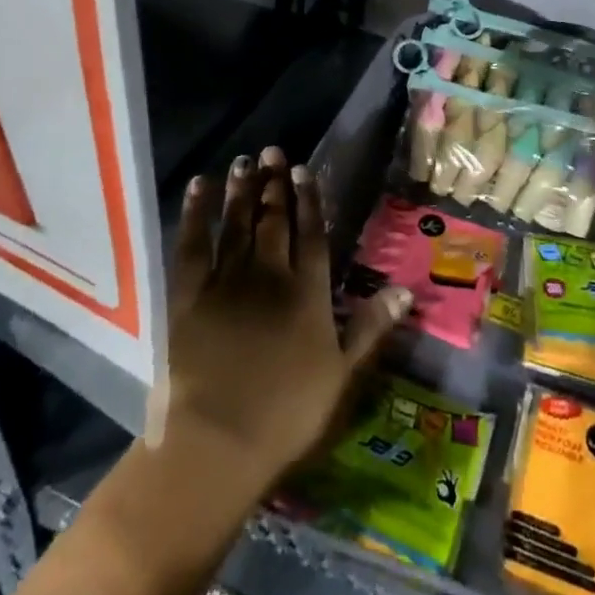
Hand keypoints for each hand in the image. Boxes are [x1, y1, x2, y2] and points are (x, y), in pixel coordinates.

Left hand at [162, 147, 411, 491]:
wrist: (217, 443)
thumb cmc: (285, 415)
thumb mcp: (341, 376)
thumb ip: (370, 328)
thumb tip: (405, 290)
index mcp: (306, 293)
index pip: (311, 234)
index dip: (309, 199)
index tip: (303, 169)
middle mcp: (269, 274)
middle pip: (274, 220)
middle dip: (274, 184)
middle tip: (272, 150)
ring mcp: (227, 281)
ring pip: (237, 223)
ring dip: (242, 190)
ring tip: (244, 160)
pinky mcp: (188, 294)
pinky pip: (193, 243)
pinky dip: (196, 213)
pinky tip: (199, 186)